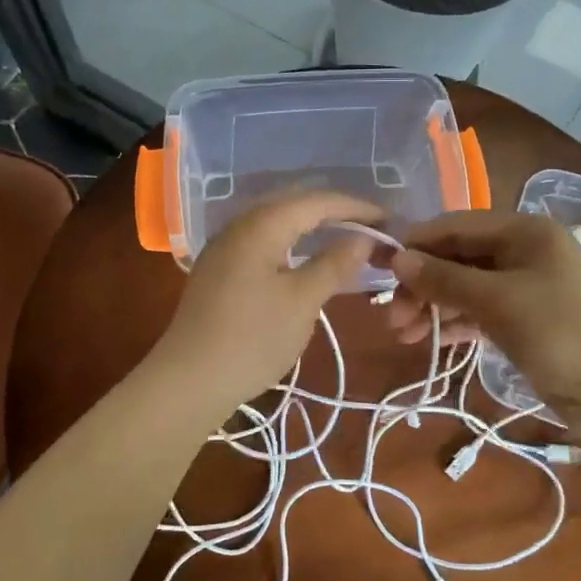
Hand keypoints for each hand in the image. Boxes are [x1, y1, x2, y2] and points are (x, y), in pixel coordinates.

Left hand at [149, 191, 380, 416]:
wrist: (189, 380)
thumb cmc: (252, 338)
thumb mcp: (303, 301)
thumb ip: (335, 263)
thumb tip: (363, 237)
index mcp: (262, 224)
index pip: (318, 201)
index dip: (357, 207)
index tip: (390, 221)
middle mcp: (240, 225)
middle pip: (296, 204)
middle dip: (336, 213)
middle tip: (372, 229)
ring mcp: (225, 247)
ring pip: (278, 222)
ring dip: (313, 227)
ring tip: (346, 241)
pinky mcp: (219, 269)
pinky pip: (264, 241)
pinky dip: (292, 244)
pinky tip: (306, 260)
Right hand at [386, 211, 580, 441]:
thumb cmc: (563, 334)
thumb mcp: (498, 302)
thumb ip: (445, 279)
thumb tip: (398, 258)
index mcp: (524, 232)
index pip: (456, 226)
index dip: (417, 245)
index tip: (380, 269)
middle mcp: (524, 252)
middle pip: (459, 259)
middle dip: (423, 285)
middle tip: (391, 317)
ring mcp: (527, 289)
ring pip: (467, 289)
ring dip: (434, 308)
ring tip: (401, 334)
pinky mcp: (527, 322)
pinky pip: (481, 314)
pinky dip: (456, 324)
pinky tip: (430, 341)